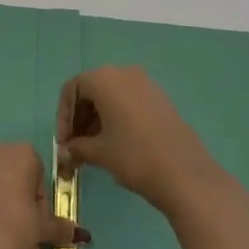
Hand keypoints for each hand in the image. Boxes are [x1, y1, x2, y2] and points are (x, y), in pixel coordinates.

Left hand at [0, 143, 87, 248]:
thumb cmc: (14, 227)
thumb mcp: (41, 228)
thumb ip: (59, 227)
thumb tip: (81, 234)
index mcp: (19, 153)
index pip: (39, 177)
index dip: (42, 207)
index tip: (40, 229)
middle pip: (16, 194)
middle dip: (27, 231)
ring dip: (11, 239)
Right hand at [57, 65, 223, 215]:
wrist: (185, 174)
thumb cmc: (134, 156)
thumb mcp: (99, 152)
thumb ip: (77, 147)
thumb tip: (65, 152)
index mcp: (105, 79)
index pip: (72, 89)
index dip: (63, 116)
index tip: (64, 143)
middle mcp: (125, 73)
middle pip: (91, 90)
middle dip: (79, 118)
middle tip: (75, 146)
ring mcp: (146, 84)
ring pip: (111, 96)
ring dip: (97, 119)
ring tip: (93, 148)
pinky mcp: (160, 99)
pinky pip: (129, 101)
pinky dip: (116, 117)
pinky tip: (115, 143)